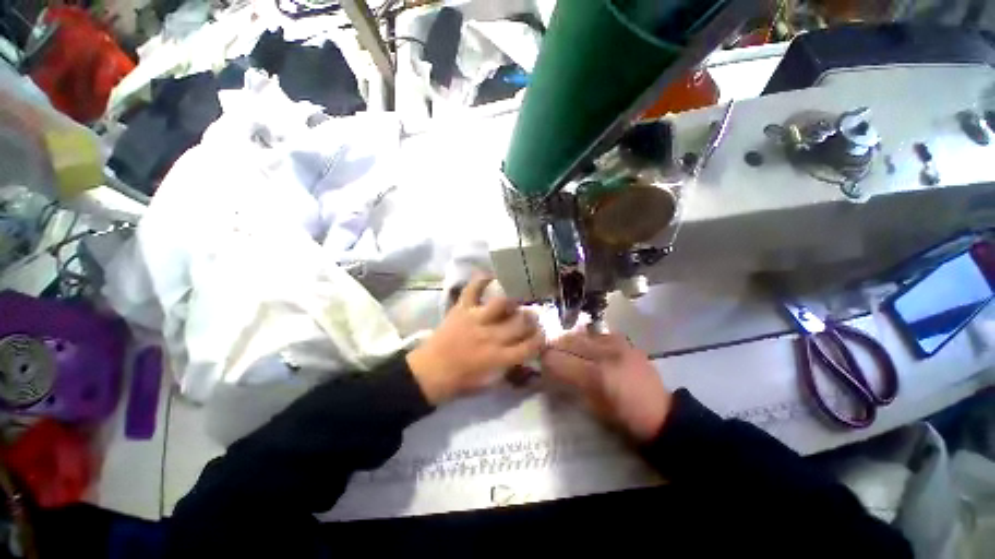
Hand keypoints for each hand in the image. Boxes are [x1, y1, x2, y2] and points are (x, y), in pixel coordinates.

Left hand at [407, 275, 544, 404]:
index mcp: (499, 358)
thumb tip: (525, 358)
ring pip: (503, 303)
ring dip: (514, 302)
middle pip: (521, 322)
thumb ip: (510, 369)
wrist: (429, 372)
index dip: (541, 339)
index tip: (541, 336)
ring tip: (515, 302)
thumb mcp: (490, 385)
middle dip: (532, 319)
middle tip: (531, 318)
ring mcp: (476, 319)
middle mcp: (491, 336)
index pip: (530, 345)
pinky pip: (472, 289)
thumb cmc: (461, 382)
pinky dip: (481, 280)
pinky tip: (490, 277)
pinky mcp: (461, 309)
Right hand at [541, 332, 671, 441]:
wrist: (662, 416)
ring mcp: (618, 345)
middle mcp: (605, 354)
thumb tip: (552, 372)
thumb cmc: (624, 419)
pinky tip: (589, 345)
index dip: (546, 360)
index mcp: (596, 376)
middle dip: (555, 346)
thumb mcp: (592, 408)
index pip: (559, 360)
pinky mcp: (627, 343)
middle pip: (569, 341)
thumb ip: (570, 386)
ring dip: (571, 340)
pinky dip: (590, 338)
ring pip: (583, 334)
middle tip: (549, 353)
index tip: (541, 363)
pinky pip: (601, 333)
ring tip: (567, 348)